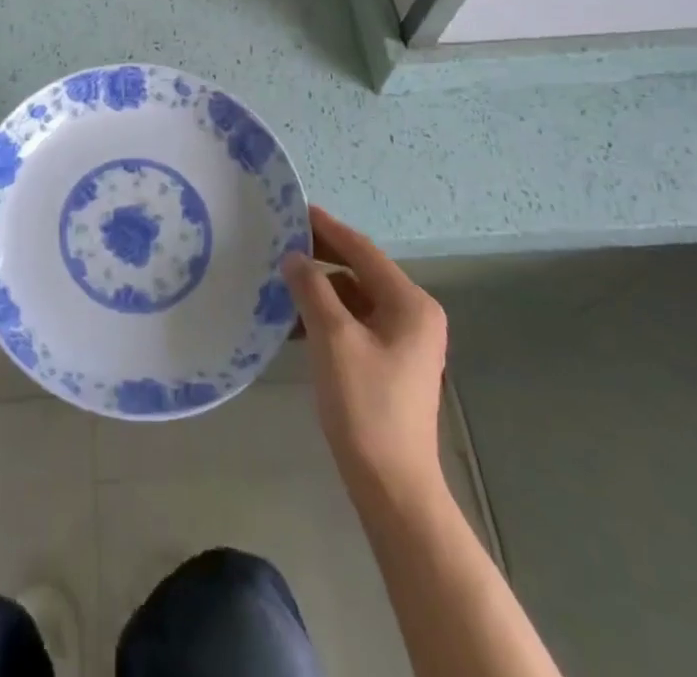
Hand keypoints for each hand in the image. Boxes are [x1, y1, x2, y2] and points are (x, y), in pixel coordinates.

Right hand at [283, 205, 449, 504]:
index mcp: (410, 303)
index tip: (295, 210)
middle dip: (321, 258)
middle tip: (281, 244)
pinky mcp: (392, 363)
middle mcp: (414, 315)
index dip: (327, 228)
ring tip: (281, 284)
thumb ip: (312, 289)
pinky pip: (357, 323)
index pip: (362, 250)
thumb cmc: (365, 406)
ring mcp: (406, 341)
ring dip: (321, 290)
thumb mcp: (333, 339)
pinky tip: (296, 323)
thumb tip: (294, 257)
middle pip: (361, 272)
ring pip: (356, 298)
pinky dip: (329, 317)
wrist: (393, 487)